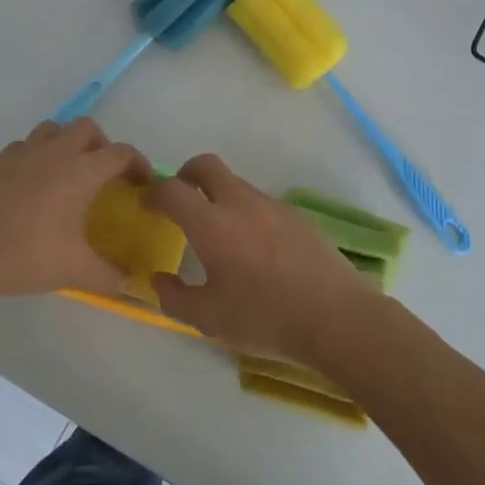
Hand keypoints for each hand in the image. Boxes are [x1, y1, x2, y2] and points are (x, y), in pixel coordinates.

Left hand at [0, 118, 149, 309]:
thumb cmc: (23, 256)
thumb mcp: (74, 271)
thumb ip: (110, 277)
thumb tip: (134, 284)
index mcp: (80, 171)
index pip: (121, 153)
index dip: (139, 164)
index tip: (144, 183)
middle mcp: (55, 152)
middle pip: (88, 128)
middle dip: (104, 146)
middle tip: (106, 177)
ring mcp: (23, 154)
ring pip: (55, 129)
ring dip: (70, 143)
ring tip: (72, 174)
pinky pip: (28, 145)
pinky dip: (40, 154)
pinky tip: (37, 183)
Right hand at [145, 155, 389, 372]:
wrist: (337, 318)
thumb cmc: (266, 318)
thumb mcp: (209, 319)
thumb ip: (175, 297)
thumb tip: (159, 280)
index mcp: (212, 224)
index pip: (172, 189)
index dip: (154, 193)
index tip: (148, 206)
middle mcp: (240, 203)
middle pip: (206, 166)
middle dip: (185, 175)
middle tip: (180, 201)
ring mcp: (272, 206)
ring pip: (235, 184)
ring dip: (218, 196)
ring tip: (218, 234)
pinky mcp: (297, 216)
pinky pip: (260, 202)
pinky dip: (246, 212)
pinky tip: (254, 248)